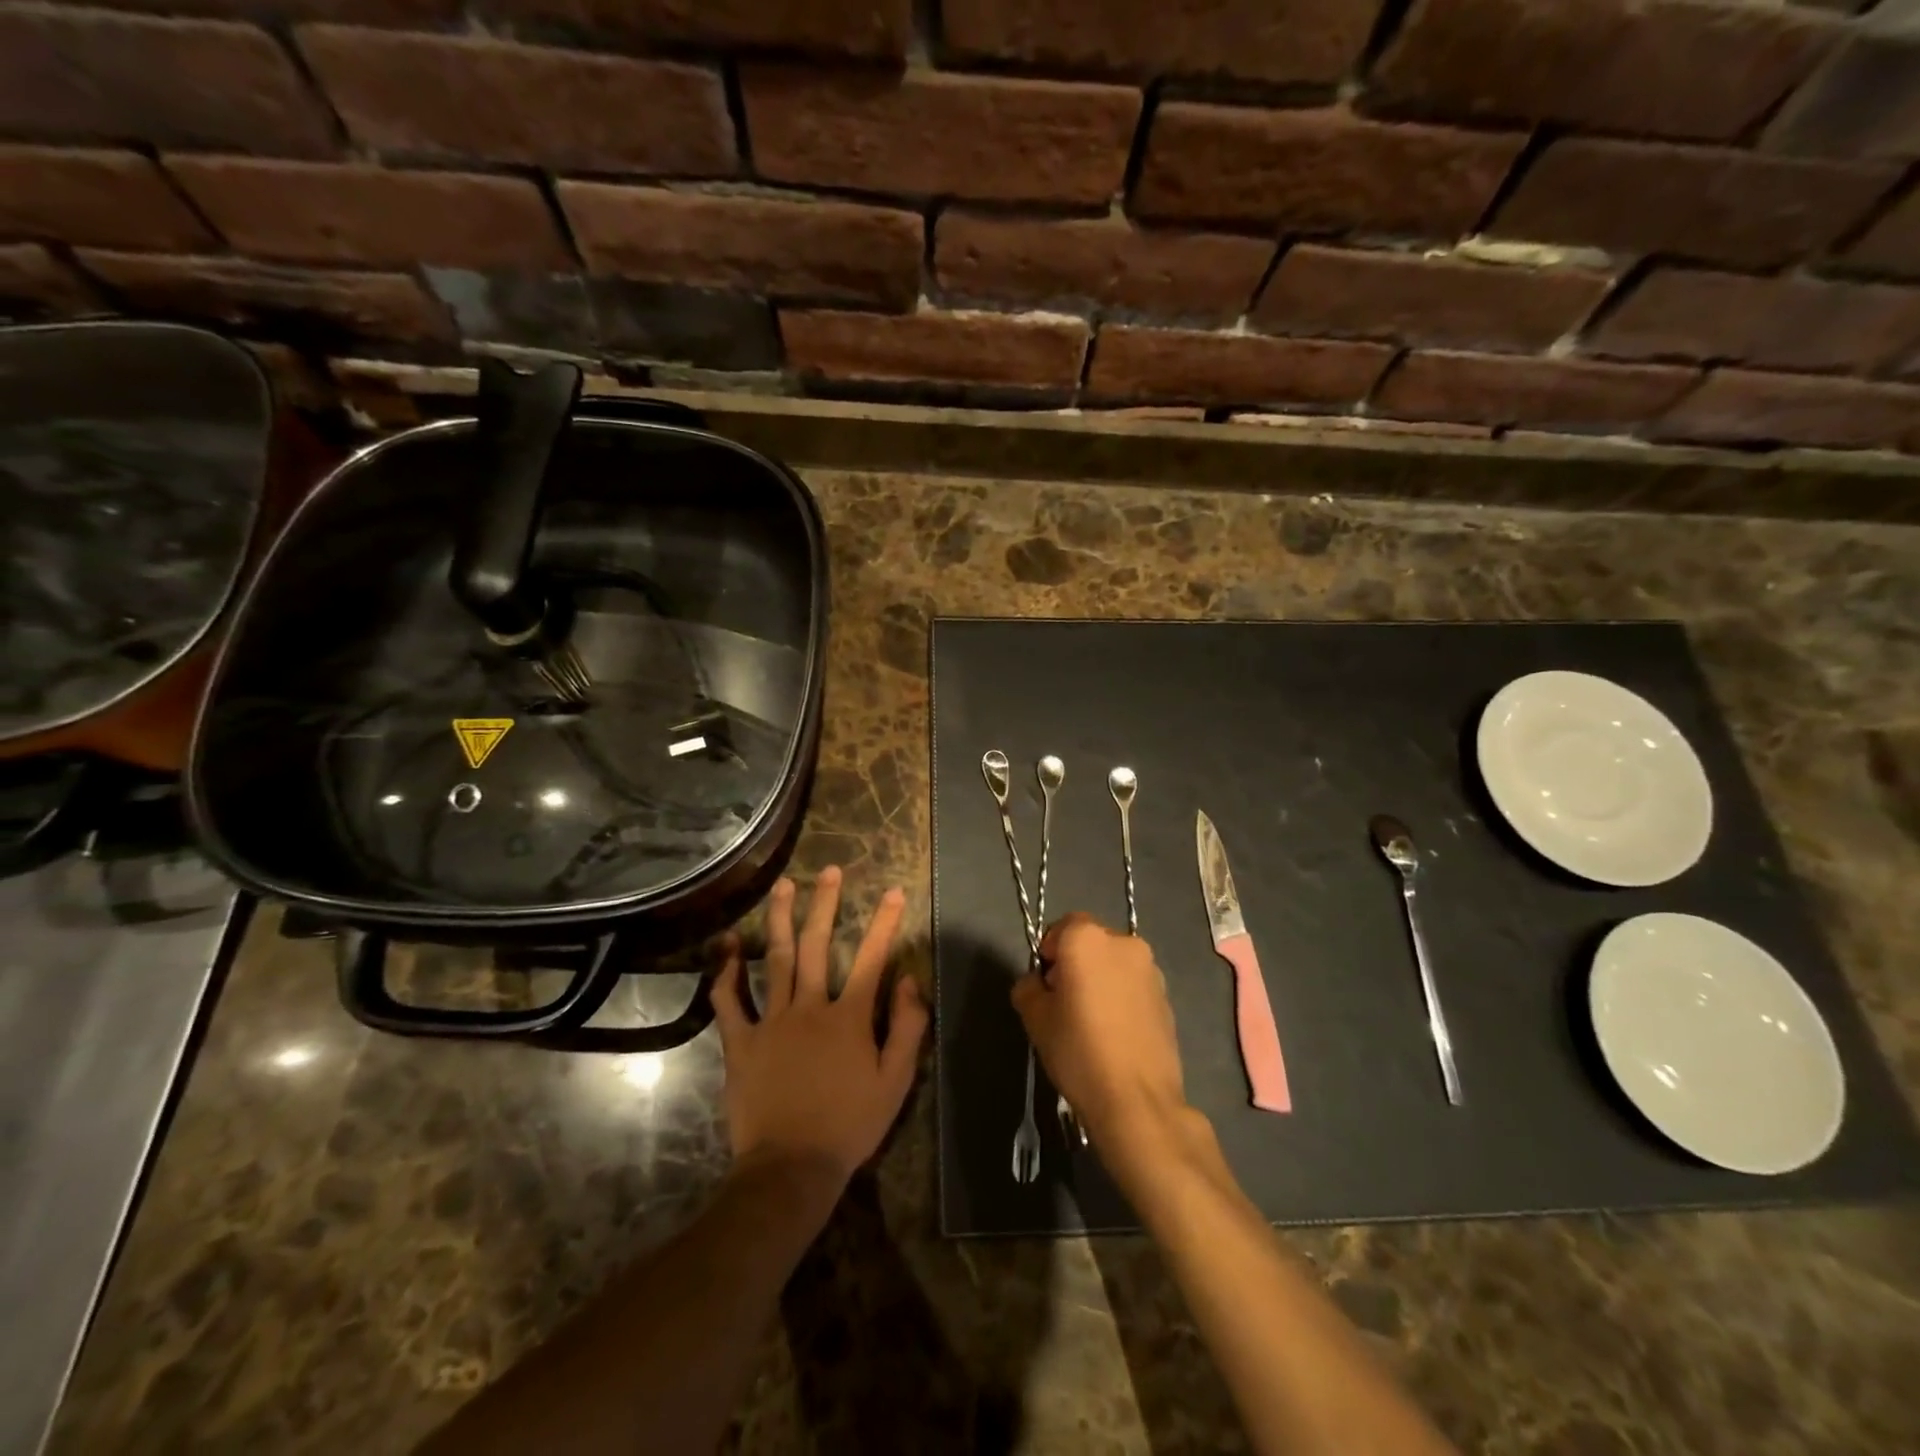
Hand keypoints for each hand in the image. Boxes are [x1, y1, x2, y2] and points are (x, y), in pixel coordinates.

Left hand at [711, 867, 928, 1189]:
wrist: (791, 1167)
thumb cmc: (850, 1125)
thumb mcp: (896, 1081)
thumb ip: (908, 1027)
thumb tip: (910, 979)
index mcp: (849, 1017)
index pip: (871, 959)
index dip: (884, 923)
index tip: (893, 891)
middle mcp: (810, 1007)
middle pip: (817, 945)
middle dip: (825, 904)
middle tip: (828, 871)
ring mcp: (771, 1022)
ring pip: (775, 960)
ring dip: (780, 920)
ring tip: (784, 887)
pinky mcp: (741, 1042)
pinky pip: (730, 1001)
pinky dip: (726, 973)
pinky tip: (728, 946)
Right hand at [1013, 913, 1194, 1160]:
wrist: (1137, 1100)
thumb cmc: (1079, 1050)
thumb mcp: (1035, 1019)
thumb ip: (1028, 988)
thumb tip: (1038, 983)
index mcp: (1087, 939)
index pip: (1062, 927)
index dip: (1050, 953)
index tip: (1046, 986)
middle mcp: (1123, 943)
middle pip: (1091, 942)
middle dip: (1076, 963)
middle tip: (1065, 1002)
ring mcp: (1151, 970)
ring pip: (1115, 963)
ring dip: (1102, 979)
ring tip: (1094, 1021)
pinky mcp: (1167, 997)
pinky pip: (1134, 985)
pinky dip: (1122, 997)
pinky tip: (1116, 1034)